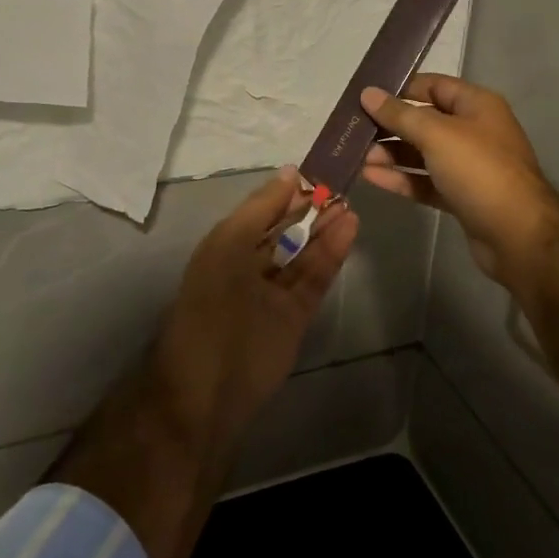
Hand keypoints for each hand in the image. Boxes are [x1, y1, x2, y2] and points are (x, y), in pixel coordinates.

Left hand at [149, 166, 358, 448]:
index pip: (262, 209)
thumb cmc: (212, 310)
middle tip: (342, 185)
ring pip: (303, 252)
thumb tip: (288, 174)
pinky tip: (349, 228)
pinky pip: (315, 276)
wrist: (208, 390)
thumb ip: (260, 211)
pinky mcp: (296, 314)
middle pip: (284, 229)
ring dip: (324, 228)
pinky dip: (331, 253)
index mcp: (225, 247)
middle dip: (310, 208)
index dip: (287, 190)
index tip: (319, 167)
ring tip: (350, 203)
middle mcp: (248, 265)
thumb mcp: (228, 249)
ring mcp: (274, 291)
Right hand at [361, 76, 558, 413]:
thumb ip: (400, 114)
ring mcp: (468, 166)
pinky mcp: (461, 196)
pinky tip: (371, 177)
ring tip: (356, 156)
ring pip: (422, 154)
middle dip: (390, 125)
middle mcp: (474, 131)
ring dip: (391, 154)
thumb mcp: (437, 135)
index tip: (366, 97)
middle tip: (353, 131)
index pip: (433, 86)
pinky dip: (401, 179)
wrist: (518, 235)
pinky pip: (425, 181)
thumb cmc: (480, 171)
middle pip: (425, 121)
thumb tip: (368, 94)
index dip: (401, 89)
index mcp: (477, 105)